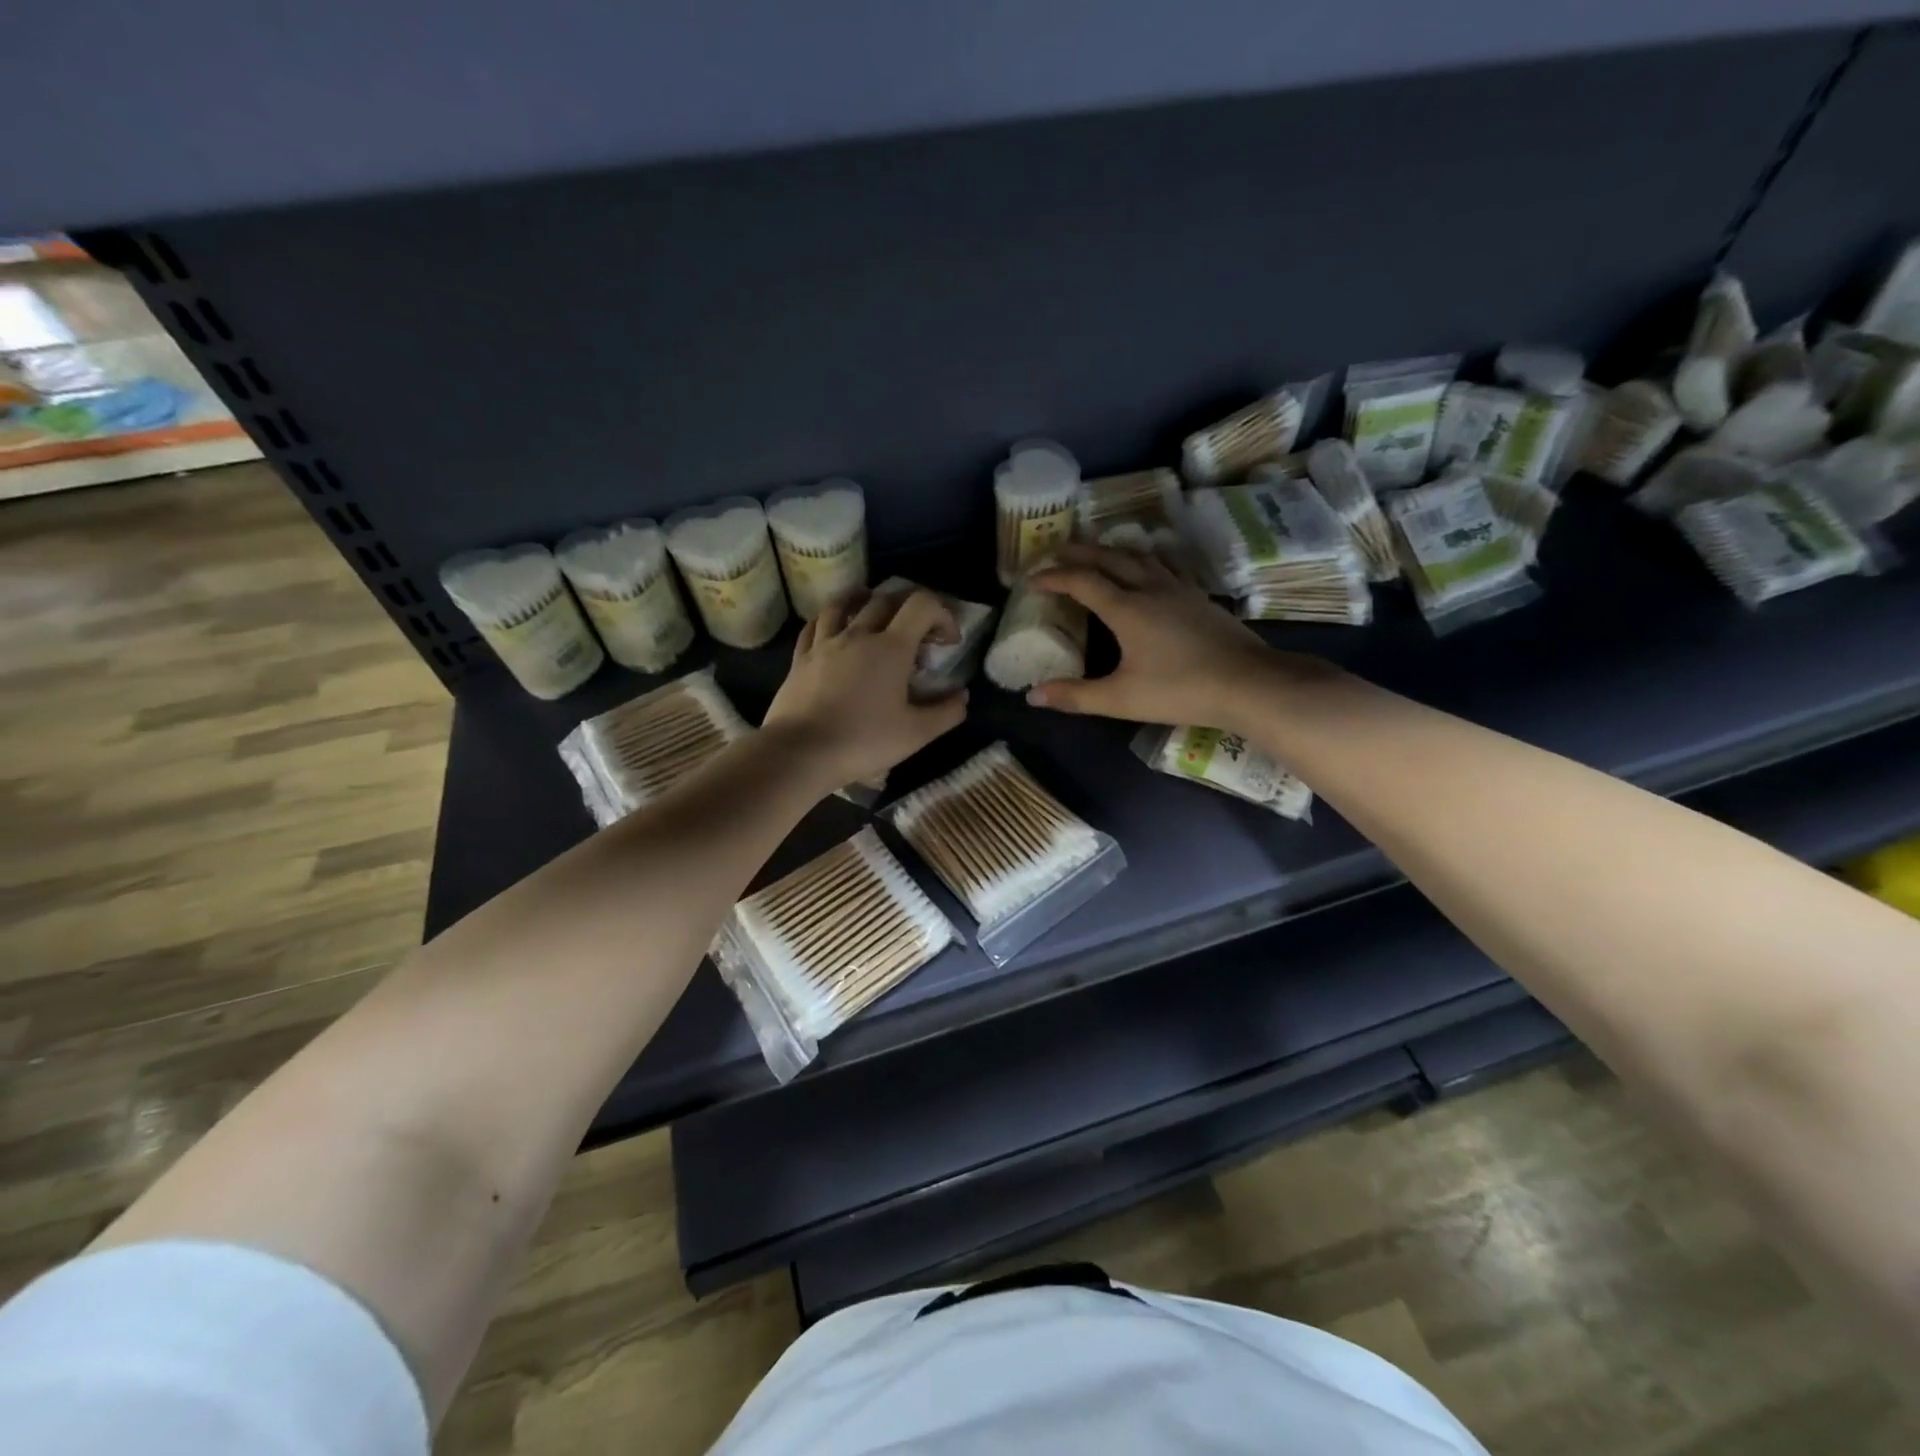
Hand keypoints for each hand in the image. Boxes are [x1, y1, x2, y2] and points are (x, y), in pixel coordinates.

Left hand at [762, 588, 967, 788]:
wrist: (801, 752)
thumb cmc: (864, 741)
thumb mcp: (917, 734)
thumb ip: (946, 712)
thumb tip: (962, 696)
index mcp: (891, 648)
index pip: (922, 605)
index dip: (942, 614)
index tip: (947, 641)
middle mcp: (858, 635)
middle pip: (885, 599)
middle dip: (909, 607)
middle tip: (918, 630)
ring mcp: (825, 643)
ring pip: (844, 604)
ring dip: (864, 600)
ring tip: (873, 609)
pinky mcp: (800, 658)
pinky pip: (815, 625)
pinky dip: (831, 619)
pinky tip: (834, 628)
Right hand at [1025, 543, 1330, 730]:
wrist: (1249, 683)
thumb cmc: (1180, 690)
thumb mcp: (1121, 698)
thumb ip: (1076, 696)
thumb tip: (1033, 696)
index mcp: (1126, 608)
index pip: (1082, 582)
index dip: (1054, 577)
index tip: (1032, 578)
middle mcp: (1150, 588)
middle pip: (1109, 558)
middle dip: (1079, 553)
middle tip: (1056, 551)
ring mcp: (1179, 589)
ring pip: (1139, 557)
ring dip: (1111, 551)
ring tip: (1096, 552)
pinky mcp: (1199, 597)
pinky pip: (1162, 566)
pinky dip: (1142, 560)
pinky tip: (1147, 570)